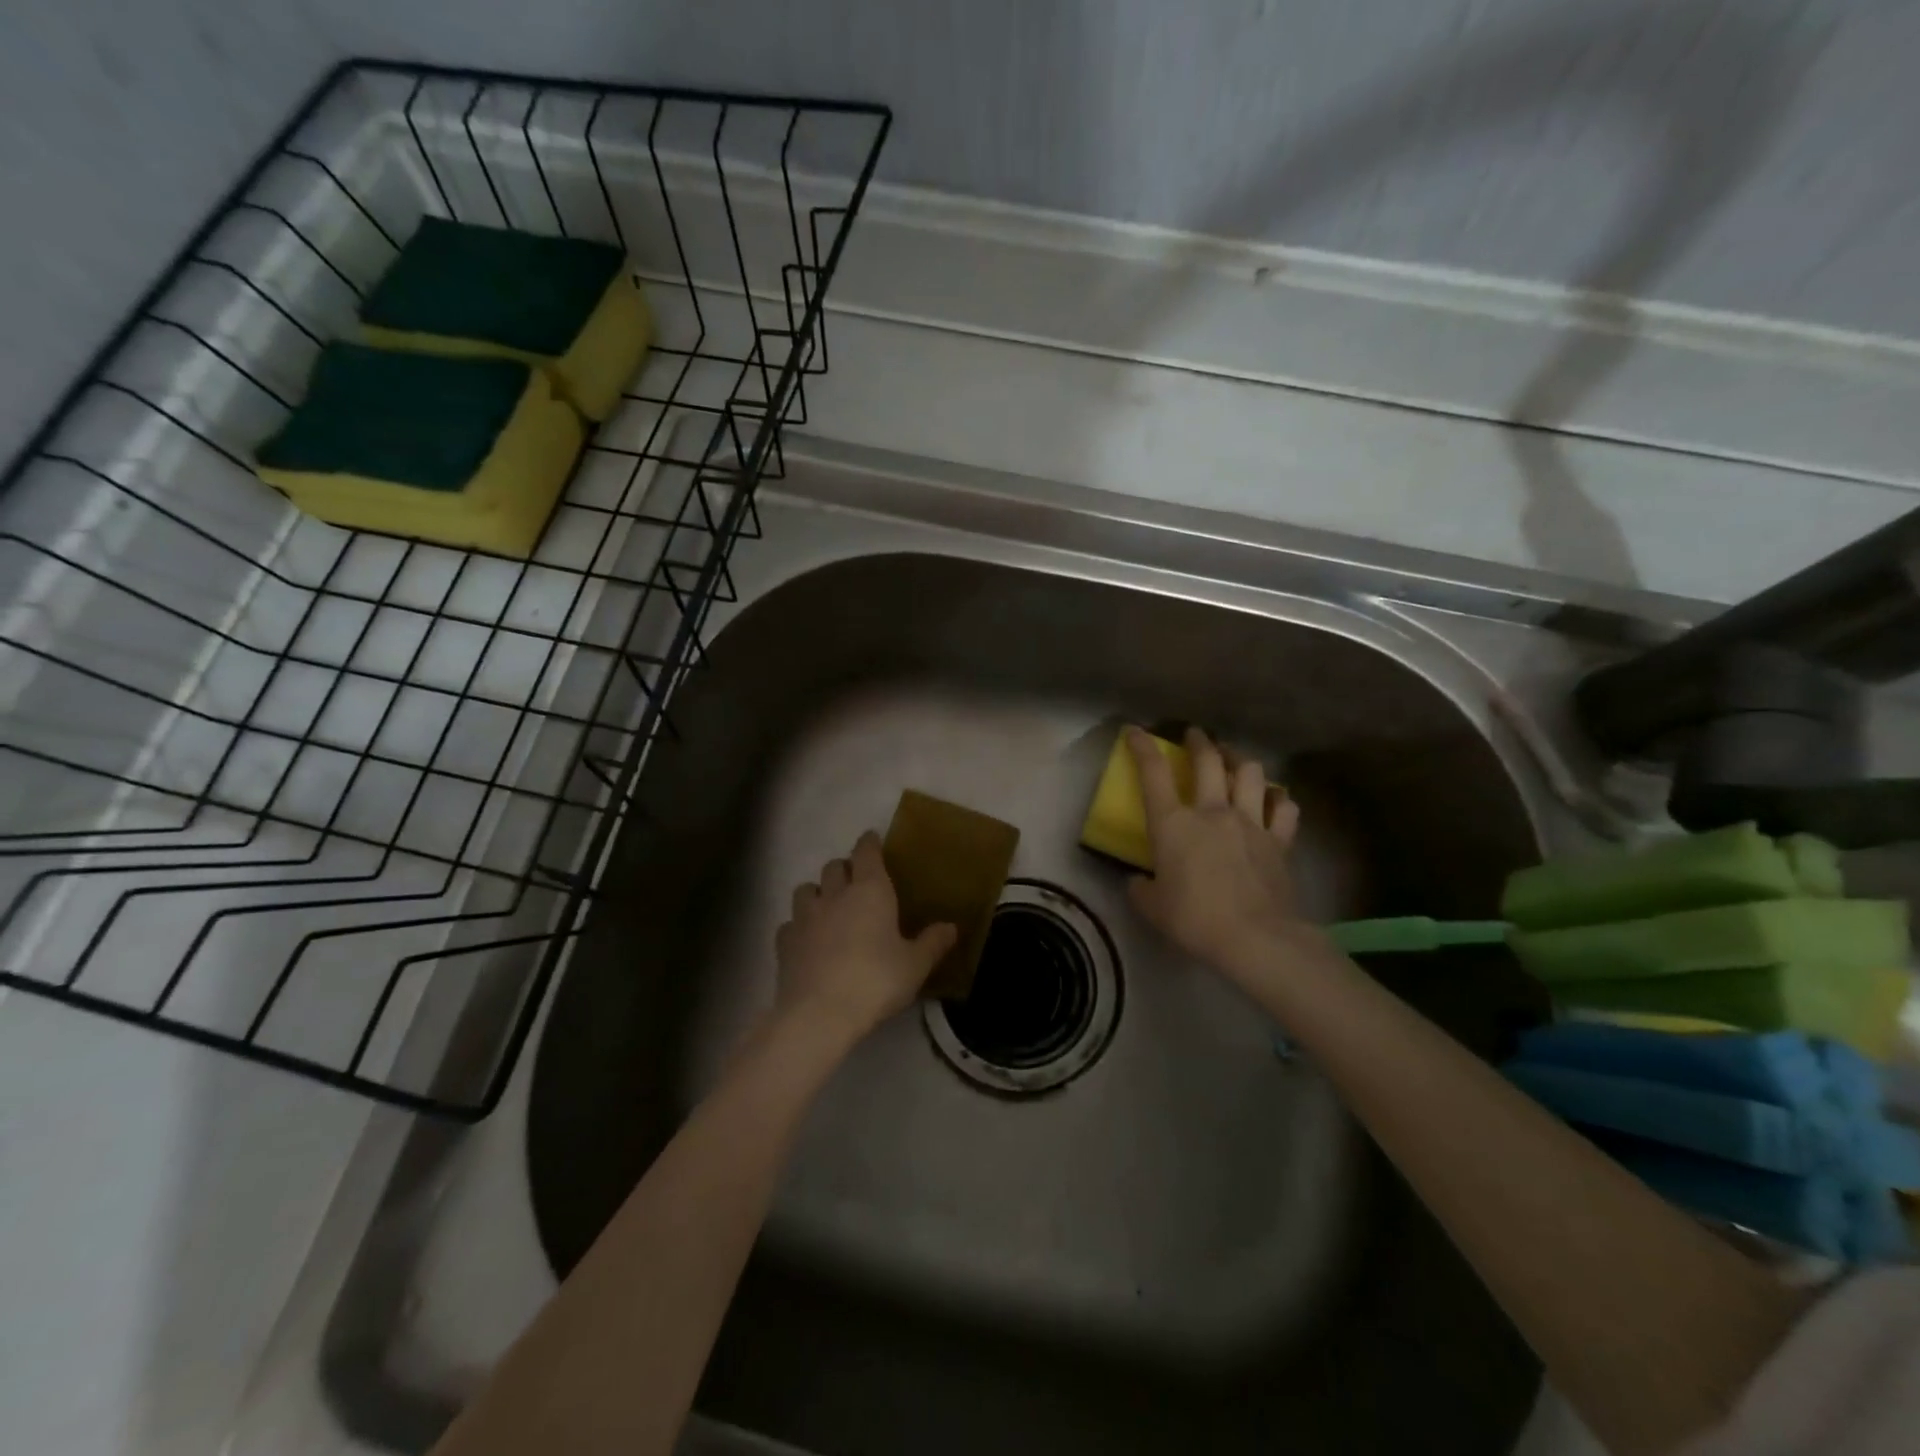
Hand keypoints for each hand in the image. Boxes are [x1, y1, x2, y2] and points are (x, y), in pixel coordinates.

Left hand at [774, 830, 957, 1044]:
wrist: (820, 1014)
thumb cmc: (876, 981)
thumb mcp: (915, 965)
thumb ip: (933, 943)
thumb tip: (951, 926)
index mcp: (870, 891)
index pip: (866, 852)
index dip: (869, 843)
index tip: (872, 840)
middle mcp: (835, 895)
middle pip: (834, 866)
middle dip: (844, 869)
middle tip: (855, 882)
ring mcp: (804, 917)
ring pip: (806, 889)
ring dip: (817, 892)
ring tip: (827, 907)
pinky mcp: (784, 942)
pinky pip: (790, 924)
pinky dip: (798, 926)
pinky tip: (806, 941)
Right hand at [1126, 725, 1308, 975]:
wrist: (1255, 937)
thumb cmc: (1195, 920)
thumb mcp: (1153, 908)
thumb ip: (1141, 890)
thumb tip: (1138, 882)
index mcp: (1173, 824)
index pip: (1153, 773)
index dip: (1142, 747)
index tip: (1135, 731)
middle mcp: (1212, 812)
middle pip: (1208, 761)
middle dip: (1199, 742)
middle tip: (1195, 736)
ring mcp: (1250, 822)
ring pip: (1250, 773)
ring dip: (1240, 760)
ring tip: (1234, 759)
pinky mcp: (1279, 840)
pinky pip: (1284, 807)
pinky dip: (1278, 798)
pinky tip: (1274, 798)